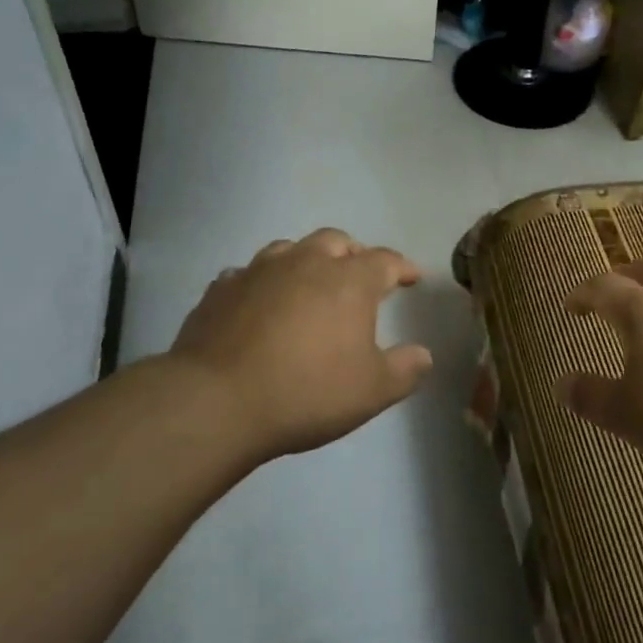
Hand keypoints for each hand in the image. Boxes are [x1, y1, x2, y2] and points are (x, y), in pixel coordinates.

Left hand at [167, 228, 433, 460]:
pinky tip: (259, 302)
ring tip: (309, 282)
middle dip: (353, 254)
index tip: (412, 277)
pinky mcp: (221, 288)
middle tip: (359, 275)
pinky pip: (248, 273)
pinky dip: (263, 282)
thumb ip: (405, 369)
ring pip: (290, 248)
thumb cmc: (307, 392)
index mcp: (348, 281)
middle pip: (336, 241)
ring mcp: (258, 270)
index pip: (385, 261)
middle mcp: (305, 263)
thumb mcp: (372, 391)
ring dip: (306, 260)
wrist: (218, 400)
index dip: (402, 267)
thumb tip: (423, 354)